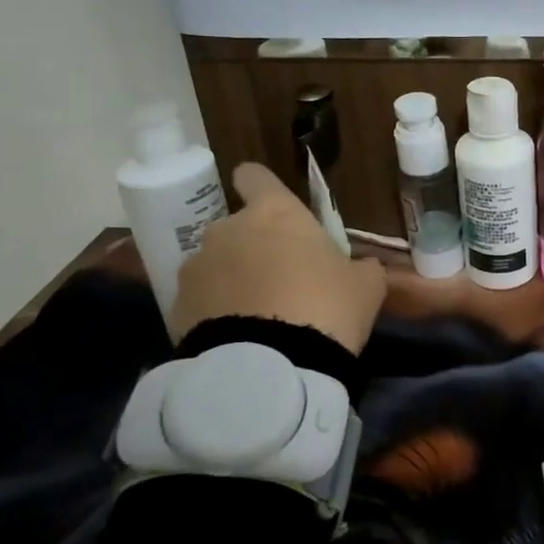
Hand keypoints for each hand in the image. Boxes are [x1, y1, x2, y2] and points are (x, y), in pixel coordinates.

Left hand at [169, 162, 386, 352]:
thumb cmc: (327, 307)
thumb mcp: (366, 286)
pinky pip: (203, 300)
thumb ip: (361, 267)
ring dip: (234, 280)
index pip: (254, 176)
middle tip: (284, 280)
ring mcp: (197, 268)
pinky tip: (243, 337)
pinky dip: (217, 311)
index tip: (272, 205)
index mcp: (275, 213)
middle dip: (255, 247)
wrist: (271, 367)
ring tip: (260, 315)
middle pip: (238, 227)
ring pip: (218, 264)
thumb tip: (362, 266)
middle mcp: (228, 229)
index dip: (261, 187)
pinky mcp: (177, 307)